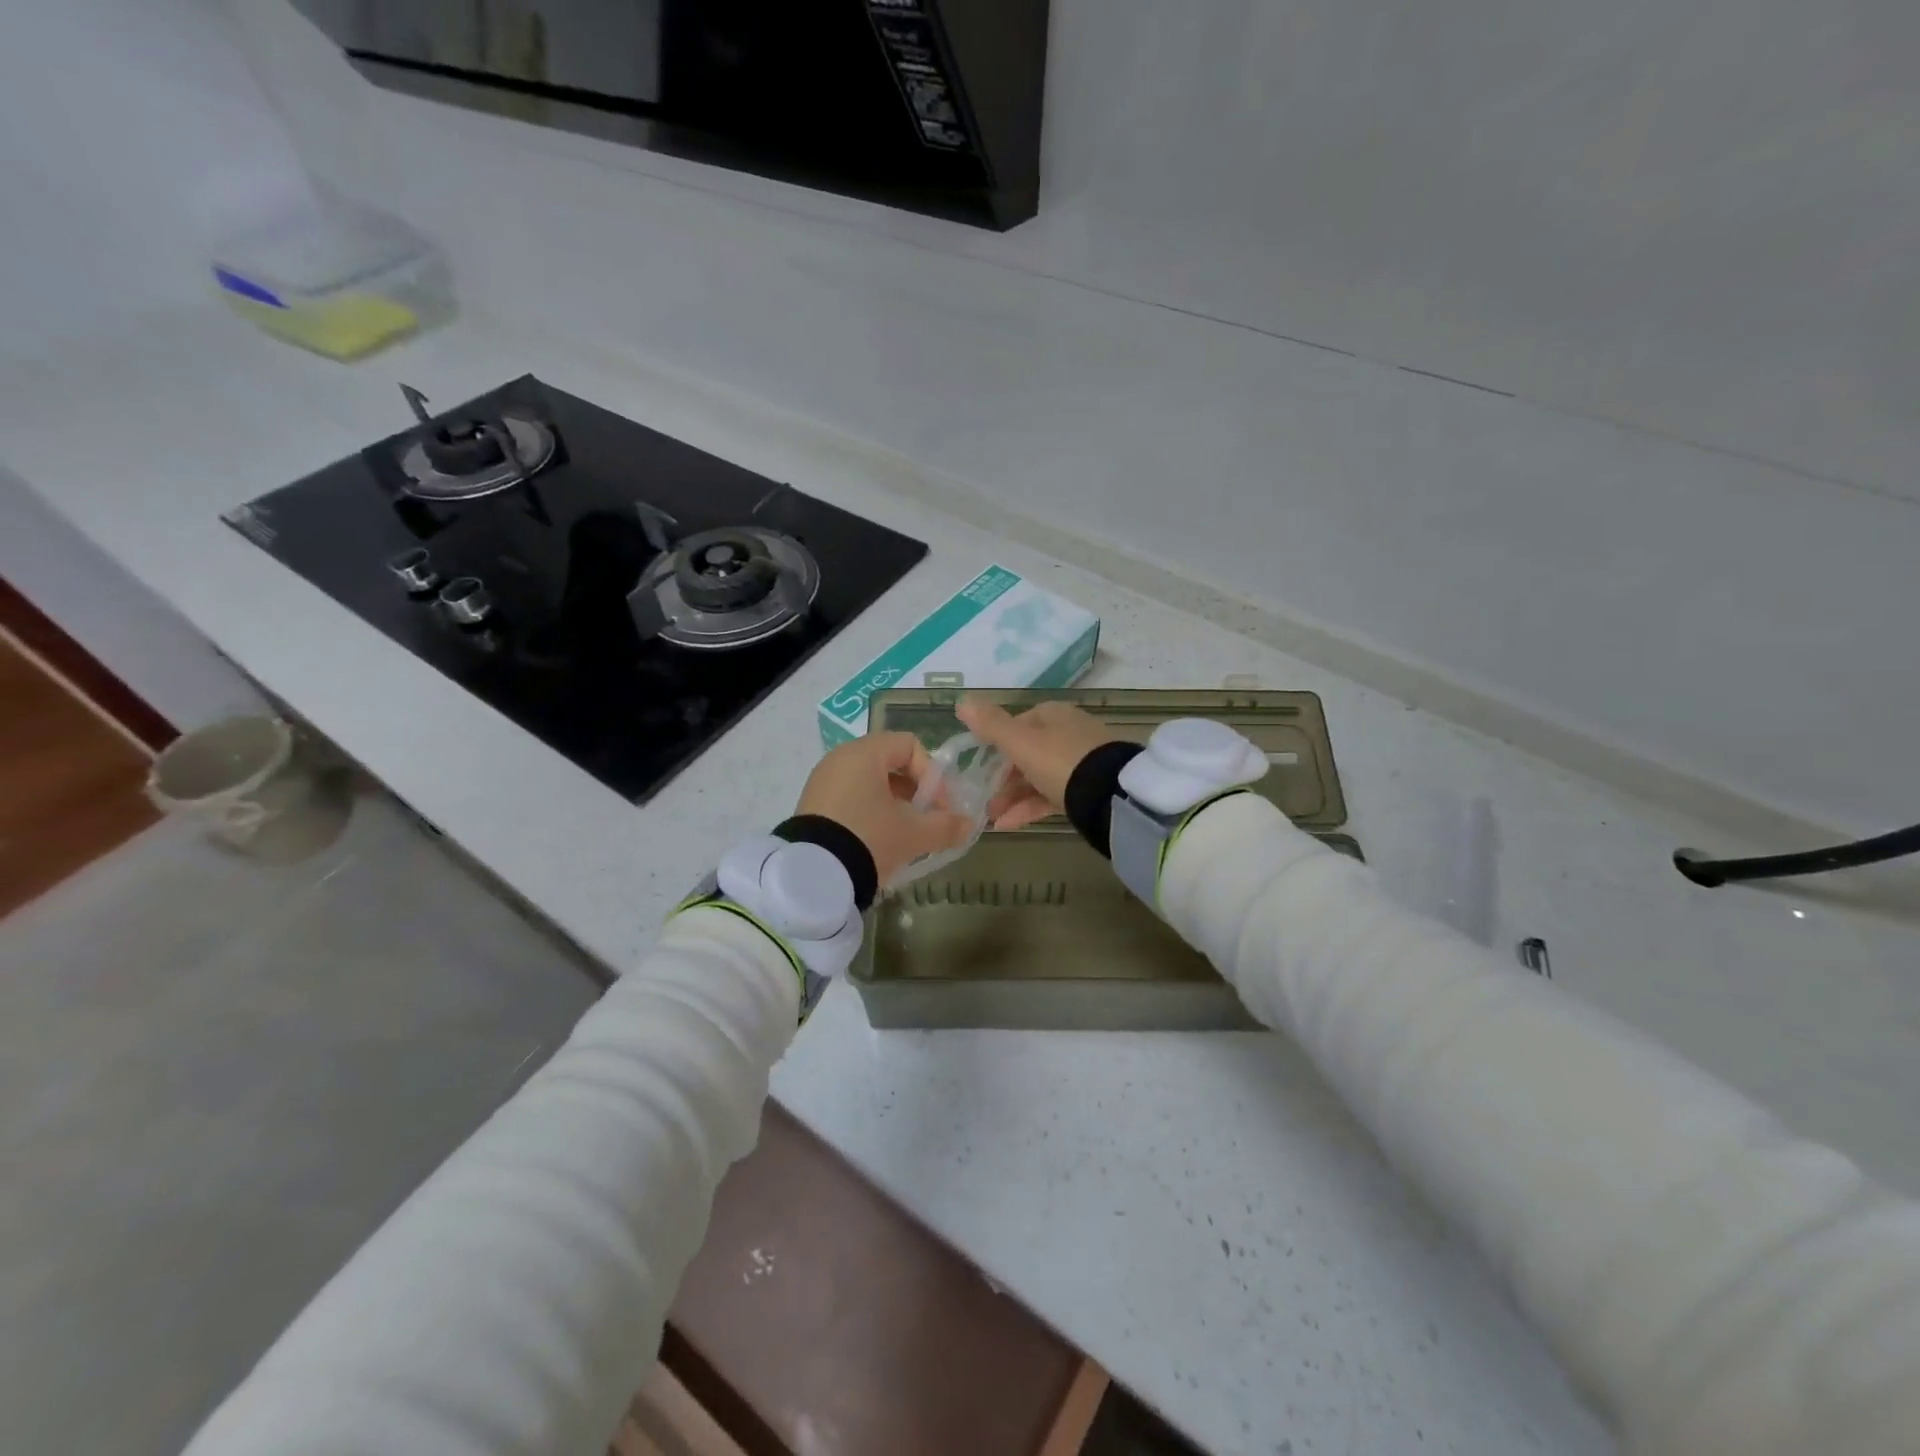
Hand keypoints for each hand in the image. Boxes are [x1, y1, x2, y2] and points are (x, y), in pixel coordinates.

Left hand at [795, 732, 973, 886]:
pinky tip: (877, 842)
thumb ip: (945, 826)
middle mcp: (840, 758)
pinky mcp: (811, 805)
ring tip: (904, 835)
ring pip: (869, 783)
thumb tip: (969, 825)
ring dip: (893, 804)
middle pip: (889, 763)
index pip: (909, 745)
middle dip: (914, 791)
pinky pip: (850, 798)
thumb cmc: (869, 838)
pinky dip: (869, 812)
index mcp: (865, 753)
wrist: (811, 876)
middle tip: (926, 820)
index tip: (939, 805)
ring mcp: (822, 781)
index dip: (932, 773)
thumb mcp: (913, 834)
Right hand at [956, 696, 1115, 830]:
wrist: (1110, 795)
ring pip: (1037, 778)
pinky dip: (1029, 808)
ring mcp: (1079, 762)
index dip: (995, 746)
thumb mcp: (1021, 742)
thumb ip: (991, 725)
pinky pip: (1051, 795)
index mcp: (1052, 715)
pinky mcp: (1086, 789)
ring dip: (1012, 797)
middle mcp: (1067, 733)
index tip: (979, 770)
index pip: (1016, 726)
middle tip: (984, 802)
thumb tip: (962, 701)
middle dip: (1002, 780)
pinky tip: (1009, 825)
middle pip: (1026, 754)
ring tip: (992, 819)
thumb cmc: (1060, 761)